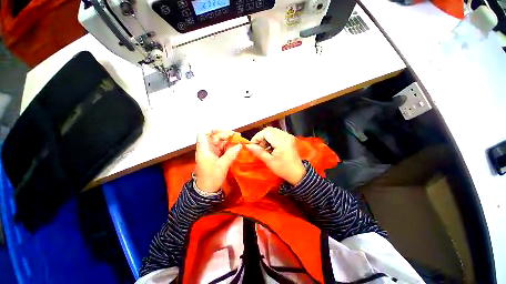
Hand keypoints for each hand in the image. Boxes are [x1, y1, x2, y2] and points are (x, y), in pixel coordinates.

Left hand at [196, 130, 241, 192]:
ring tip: (238, 139)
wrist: (207, 190)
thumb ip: (231, 154)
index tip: (224, 131)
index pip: (203, 133)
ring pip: (219, 141)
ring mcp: (211, 152)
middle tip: (236, 135)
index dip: (212, 130)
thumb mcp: (222, 166)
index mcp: (204, 149)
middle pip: (214, 136)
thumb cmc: (211, 178)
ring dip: (228, 140)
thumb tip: (240, 145)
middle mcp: (207, 148)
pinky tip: (235, 146)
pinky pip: (222, 147)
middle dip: (225, 134)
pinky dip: (228, 146)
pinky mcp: (215, 156)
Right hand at [245, 127, 305, 185]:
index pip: (266, 132)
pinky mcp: (289, 138)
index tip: (253, 145)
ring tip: (264, 148)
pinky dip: (271, 139)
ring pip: (273, 131)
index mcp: (282, 141)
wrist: (297, 173)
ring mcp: (288, 136)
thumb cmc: (283, 169)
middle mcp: (286, 136)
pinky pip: (277, 134)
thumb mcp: (269, 161)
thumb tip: (248, 146)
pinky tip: (270, 147)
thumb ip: (258, 151)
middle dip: (261, 137)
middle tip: (258, 147)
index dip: (257, 137)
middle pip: (269, 130)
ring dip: (266, 138)